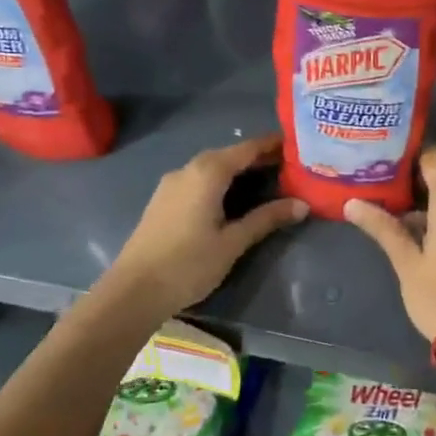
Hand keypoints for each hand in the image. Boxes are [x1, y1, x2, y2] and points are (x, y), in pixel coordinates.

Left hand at [104, 135, 306, 317]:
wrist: (133, 291)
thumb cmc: (188, 264)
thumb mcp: (233, 242)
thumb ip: (266, 219)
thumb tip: (302, 205)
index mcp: (208, 173)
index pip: (247, 149)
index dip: (272, 145)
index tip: (297, 144)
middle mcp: (188, 169)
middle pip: (229, 154)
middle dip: (257, 157)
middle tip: (288, 165)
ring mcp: (171, 184)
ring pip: (211, 167)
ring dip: (237, 169)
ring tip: (266, 180)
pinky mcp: (163, 200)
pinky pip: (198, 179)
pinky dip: (220, 180)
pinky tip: (232, 197)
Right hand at [344, 146, 435, 343]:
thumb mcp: (406, 262)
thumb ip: (383, 228)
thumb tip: (352, 203)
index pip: (435, 158)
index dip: (412, 151)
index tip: (386, 151)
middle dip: (420, 171)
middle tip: (386, 174)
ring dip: (433, 191)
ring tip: (397, 198)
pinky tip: (420, 223)